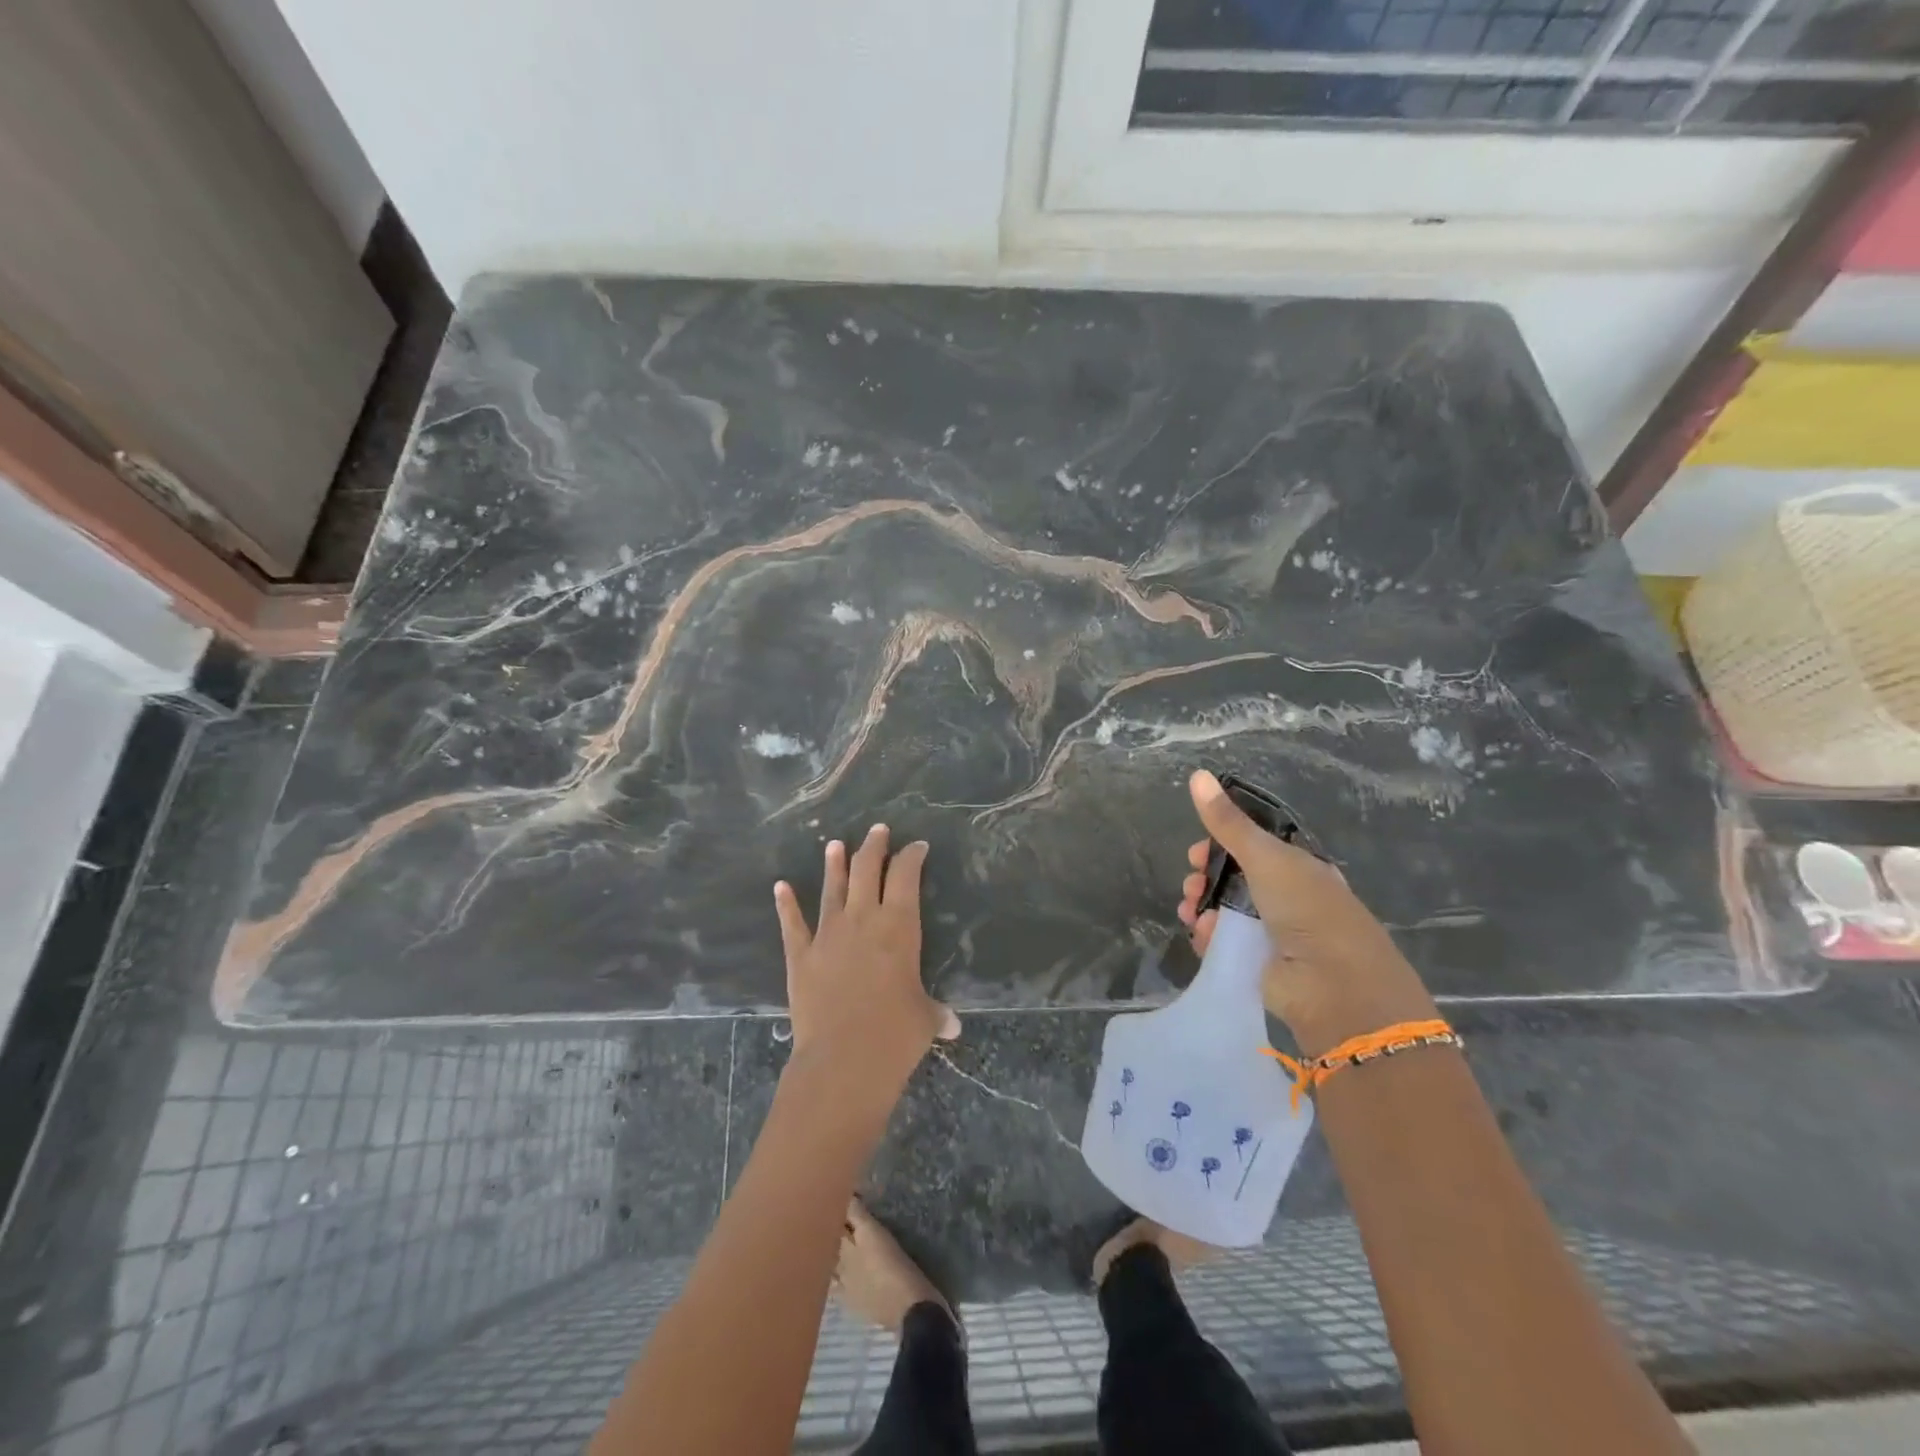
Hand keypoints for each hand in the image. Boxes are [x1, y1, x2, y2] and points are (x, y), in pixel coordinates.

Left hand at [773, 825, 959, 1094]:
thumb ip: (935, 1014)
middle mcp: (862, 919)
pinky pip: (793, 923)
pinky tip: (780, 886)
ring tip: (835, 843)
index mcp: (898, 926)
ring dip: (834, 864)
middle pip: (866, 870)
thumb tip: (952, 1025)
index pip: (905, 876)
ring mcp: (828, 934)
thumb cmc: (895, 1035)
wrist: (843, 1059)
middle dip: (873, 847)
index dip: (911, 856)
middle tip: (878, 830)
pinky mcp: (801, 956)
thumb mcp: (924, 1020)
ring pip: (832, 888)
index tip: (916, 846)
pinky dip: (786, 904)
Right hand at [1177, 770, 1438, 1057]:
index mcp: (1298, 867)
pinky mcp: (1258, 965)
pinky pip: (1223, 943)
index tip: (1196, 851)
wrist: (1335, 988)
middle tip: (1191, 884)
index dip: (1220, 845)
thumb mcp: (1266, 857)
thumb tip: (1197, 774)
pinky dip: (1208, 936)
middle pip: (1232, 879)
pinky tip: (1202, 934)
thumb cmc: (1308, 910)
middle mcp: (1286, 897)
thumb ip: (1228, 822)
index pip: (1252, 847)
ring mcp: (1272, 933)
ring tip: (1190, 911)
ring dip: (1201, 906)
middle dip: (1204, 877)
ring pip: (1223, 910)